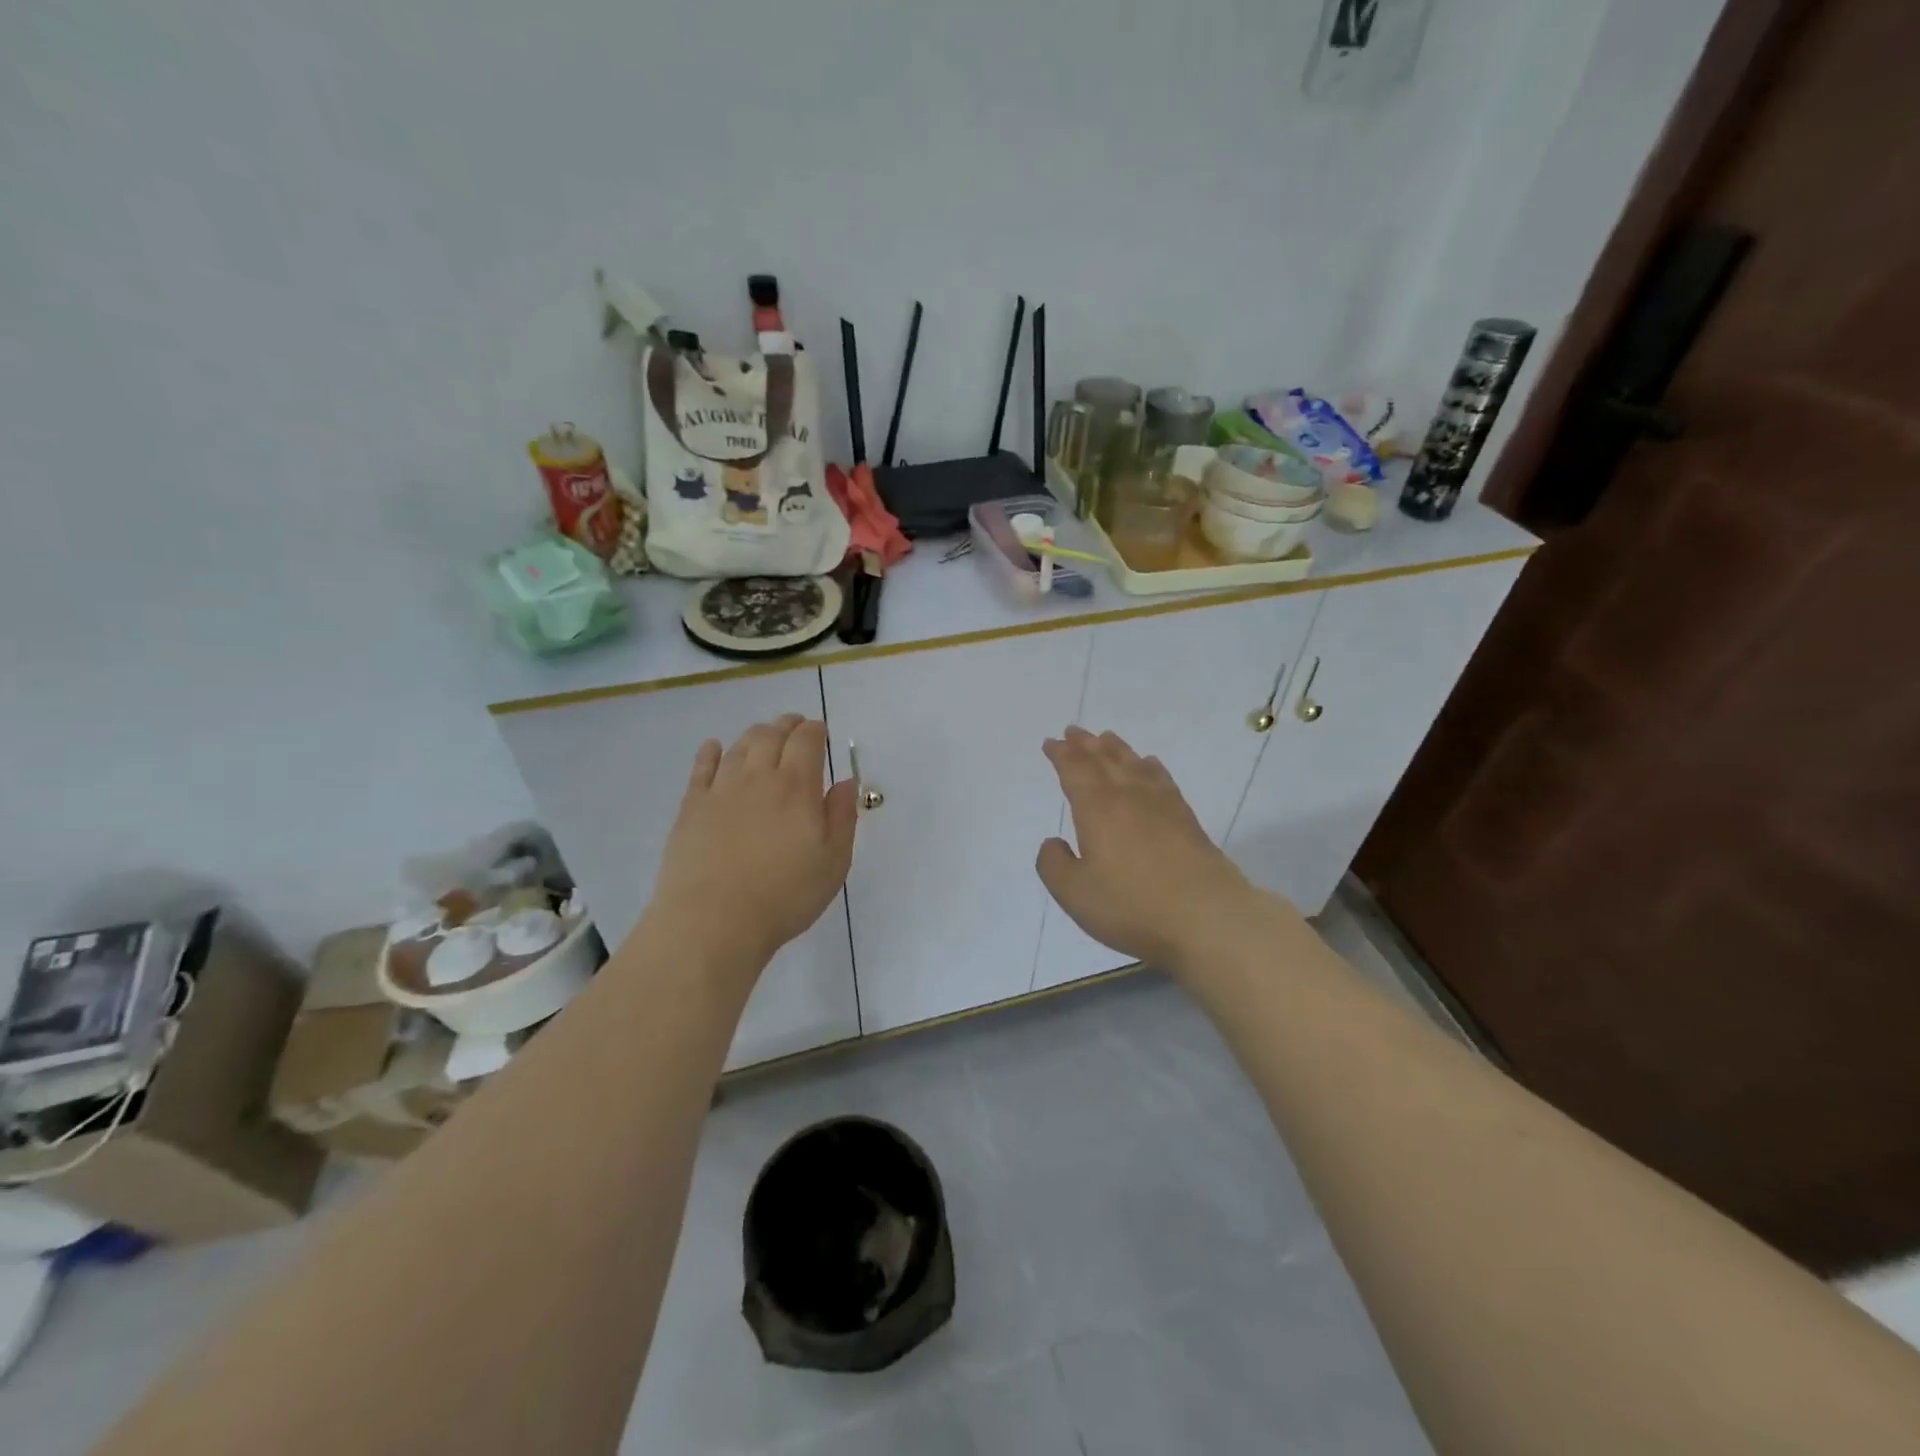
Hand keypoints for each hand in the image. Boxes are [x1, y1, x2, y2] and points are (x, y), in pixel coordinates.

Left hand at [647, 716, 858, 970]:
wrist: (713, 922)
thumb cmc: (784, 896)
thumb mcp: (833, 863)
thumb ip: (842, 817)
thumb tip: (846, 781)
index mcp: (797, 787)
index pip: (807, 740)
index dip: (816, 730)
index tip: (822, 732)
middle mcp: (759, 777)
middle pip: (772, 734)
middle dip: (787, 725)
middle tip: (796, 726)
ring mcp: (721, 789)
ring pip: (740, 745)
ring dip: (756, 734)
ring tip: (765, 736)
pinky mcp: (691, 806)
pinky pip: (702, 766)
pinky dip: (712, 751)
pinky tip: (715, 748)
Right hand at [1036, 726, 1265, 970]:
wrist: (1207, 917)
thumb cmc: (1132, 905)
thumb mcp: (1075, 893)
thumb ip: (1054, 865)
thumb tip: (1053, 842)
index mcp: (1097, 808)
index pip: (1075, 770)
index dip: (1061, 755)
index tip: (1051, 743)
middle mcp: (1129, 796)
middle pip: (1104, 760)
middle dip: (1085, 744)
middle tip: (1073, 731)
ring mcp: (1162, 804)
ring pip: (1133, 764)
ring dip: (1116, 749)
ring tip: (1106, 738)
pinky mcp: (1187, 819)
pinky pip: (1162, 779)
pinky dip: (1150, 766)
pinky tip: (1149, 765)